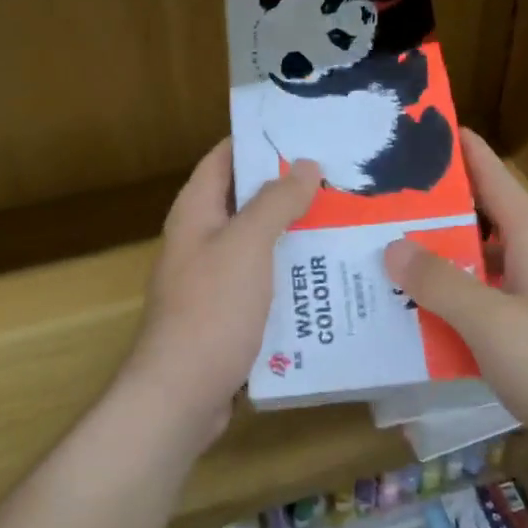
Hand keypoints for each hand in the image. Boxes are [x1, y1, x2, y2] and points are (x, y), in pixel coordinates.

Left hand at [125, 140, 321, 451]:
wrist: (181, 395)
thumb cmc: (212, 309)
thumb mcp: (247, 245)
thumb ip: (275, 202)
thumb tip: (306, 165)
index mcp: (196, 212)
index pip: (224, 157)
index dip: (258, 141)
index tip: (305, 132)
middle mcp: (201, 239)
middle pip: (246, 200)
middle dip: (288, 188)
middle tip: (340, 177)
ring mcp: (214, 278)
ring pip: (259, 242)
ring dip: (295, 232)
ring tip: (346, 219)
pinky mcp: (228, 314)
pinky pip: (264, 281)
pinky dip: (291, 273)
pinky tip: (328, 274)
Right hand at [383, 131, 527, 464]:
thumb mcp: (491, 324)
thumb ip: (440, 283)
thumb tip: (392, 245)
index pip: (490, 173)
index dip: (457, 147)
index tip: (415, 125)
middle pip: (478, 213)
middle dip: (430, 204)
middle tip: (374, 198)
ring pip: (477, 255)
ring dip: (436, 253)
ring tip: (382, 249)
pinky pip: (484, 291)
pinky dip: (451, 292)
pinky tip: (415, 306)